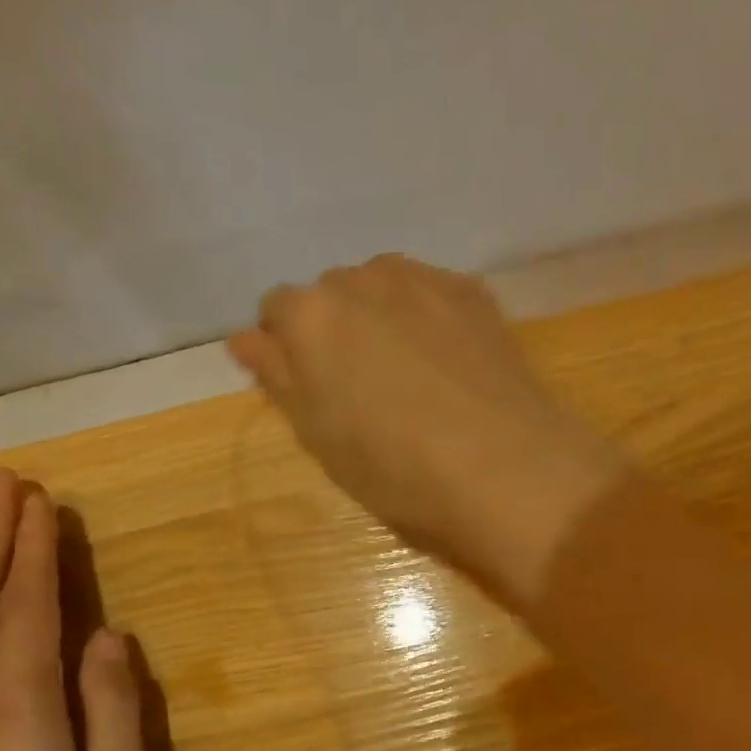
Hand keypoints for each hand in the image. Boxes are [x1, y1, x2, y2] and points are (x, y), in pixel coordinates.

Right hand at [228, 255, 620, 603]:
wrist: (505, 471)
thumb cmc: (397, 470)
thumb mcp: (320, 437)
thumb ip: (278, 377)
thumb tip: (245, 338)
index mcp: (312, 316)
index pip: (277, 311)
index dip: (288, 350)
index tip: (312, 390)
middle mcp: (362, 279)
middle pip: (331, 294)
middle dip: (336, 330)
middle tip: (364, 389)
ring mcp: (424, 280)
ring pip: (382, 287)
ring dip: (381, 318)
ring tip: (409, 374)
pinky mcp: (474, 292)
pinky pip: (431, 293)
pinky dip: (427, 318)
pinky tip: (449, 364)